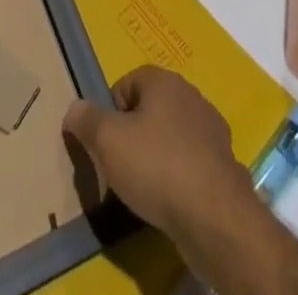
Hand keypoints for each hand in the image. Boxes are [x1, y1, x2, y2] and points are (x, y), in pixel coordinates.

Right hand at [61, 66, 254, 241]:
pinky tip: (173, 200)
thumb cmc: (157, 167)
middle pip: (150, 108)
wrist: (215, 217)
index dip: (111, 113)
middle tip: (122, 167)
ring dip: (158, 156)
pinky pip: (191, 162)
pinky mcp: (223, 163)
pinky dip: (180, 176)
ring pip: (172, 136)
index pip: (126, 84)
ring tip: (147, 188)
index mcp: (163, 80)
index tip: (107, 145)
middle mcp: (190, 95)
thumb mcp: (108, 142)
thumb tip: (73, 108)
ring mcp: (211, 130)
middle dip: (134, 134)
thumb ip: (87, 121)